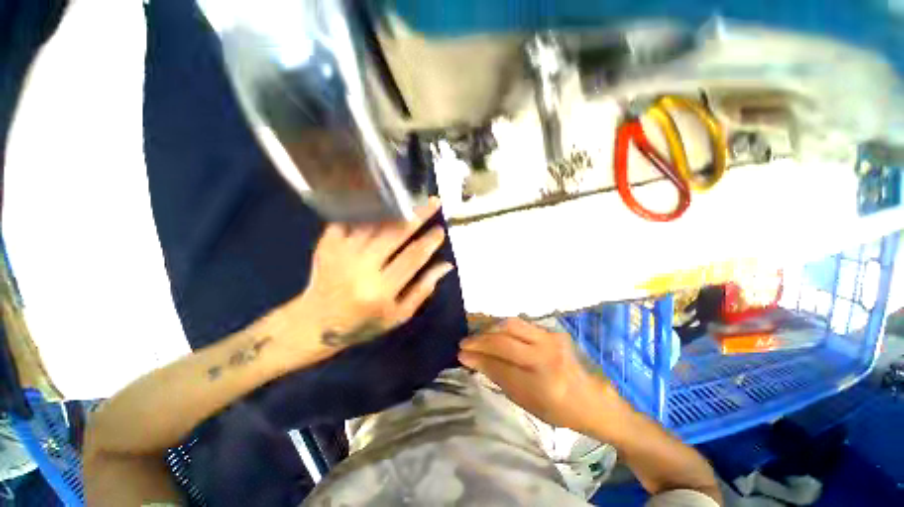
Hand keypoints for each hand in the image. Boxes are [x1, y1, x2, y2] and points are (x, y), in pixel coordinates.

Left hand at [299, 198, 453, 350]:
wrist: (315, 322)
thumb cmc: (363, 323)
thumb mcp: (398, 315)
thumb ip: (423, 289)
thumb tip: (446, 265)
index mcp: (380, 290)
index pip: (413, 257)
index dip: (430, 241)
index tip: (441, 230)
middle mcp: (361, 268)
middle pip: (395, 234)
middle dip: (418, 215)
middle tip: (434, 201)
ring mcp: (341, 253)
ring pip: (374, 223)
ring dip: (396, 209)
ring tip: (411, 198)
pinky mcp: (327, 244)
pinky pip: (352, 219)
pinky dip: (369, 209)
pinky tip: (382, 201)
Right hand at [459, 319, 618, 432]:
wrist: (592, 398)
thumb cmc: (557, 408)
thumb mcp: (525, 401)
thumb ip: (498, 376)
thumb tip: (471, 360)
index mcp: (541, 381)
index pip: (500, 363)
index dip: (478, 356)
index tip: (461, 353)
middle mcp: (547, 354)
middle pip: (505, 337)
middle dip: (480, 339)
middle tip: (465, 343)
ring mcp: (551, 338)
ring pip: (512, 324)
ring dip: (490, 329)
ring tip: (478, 336)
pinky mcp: (552, 330)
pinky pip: (521, 324)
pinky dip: (503, 327)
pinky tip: (495, 333)